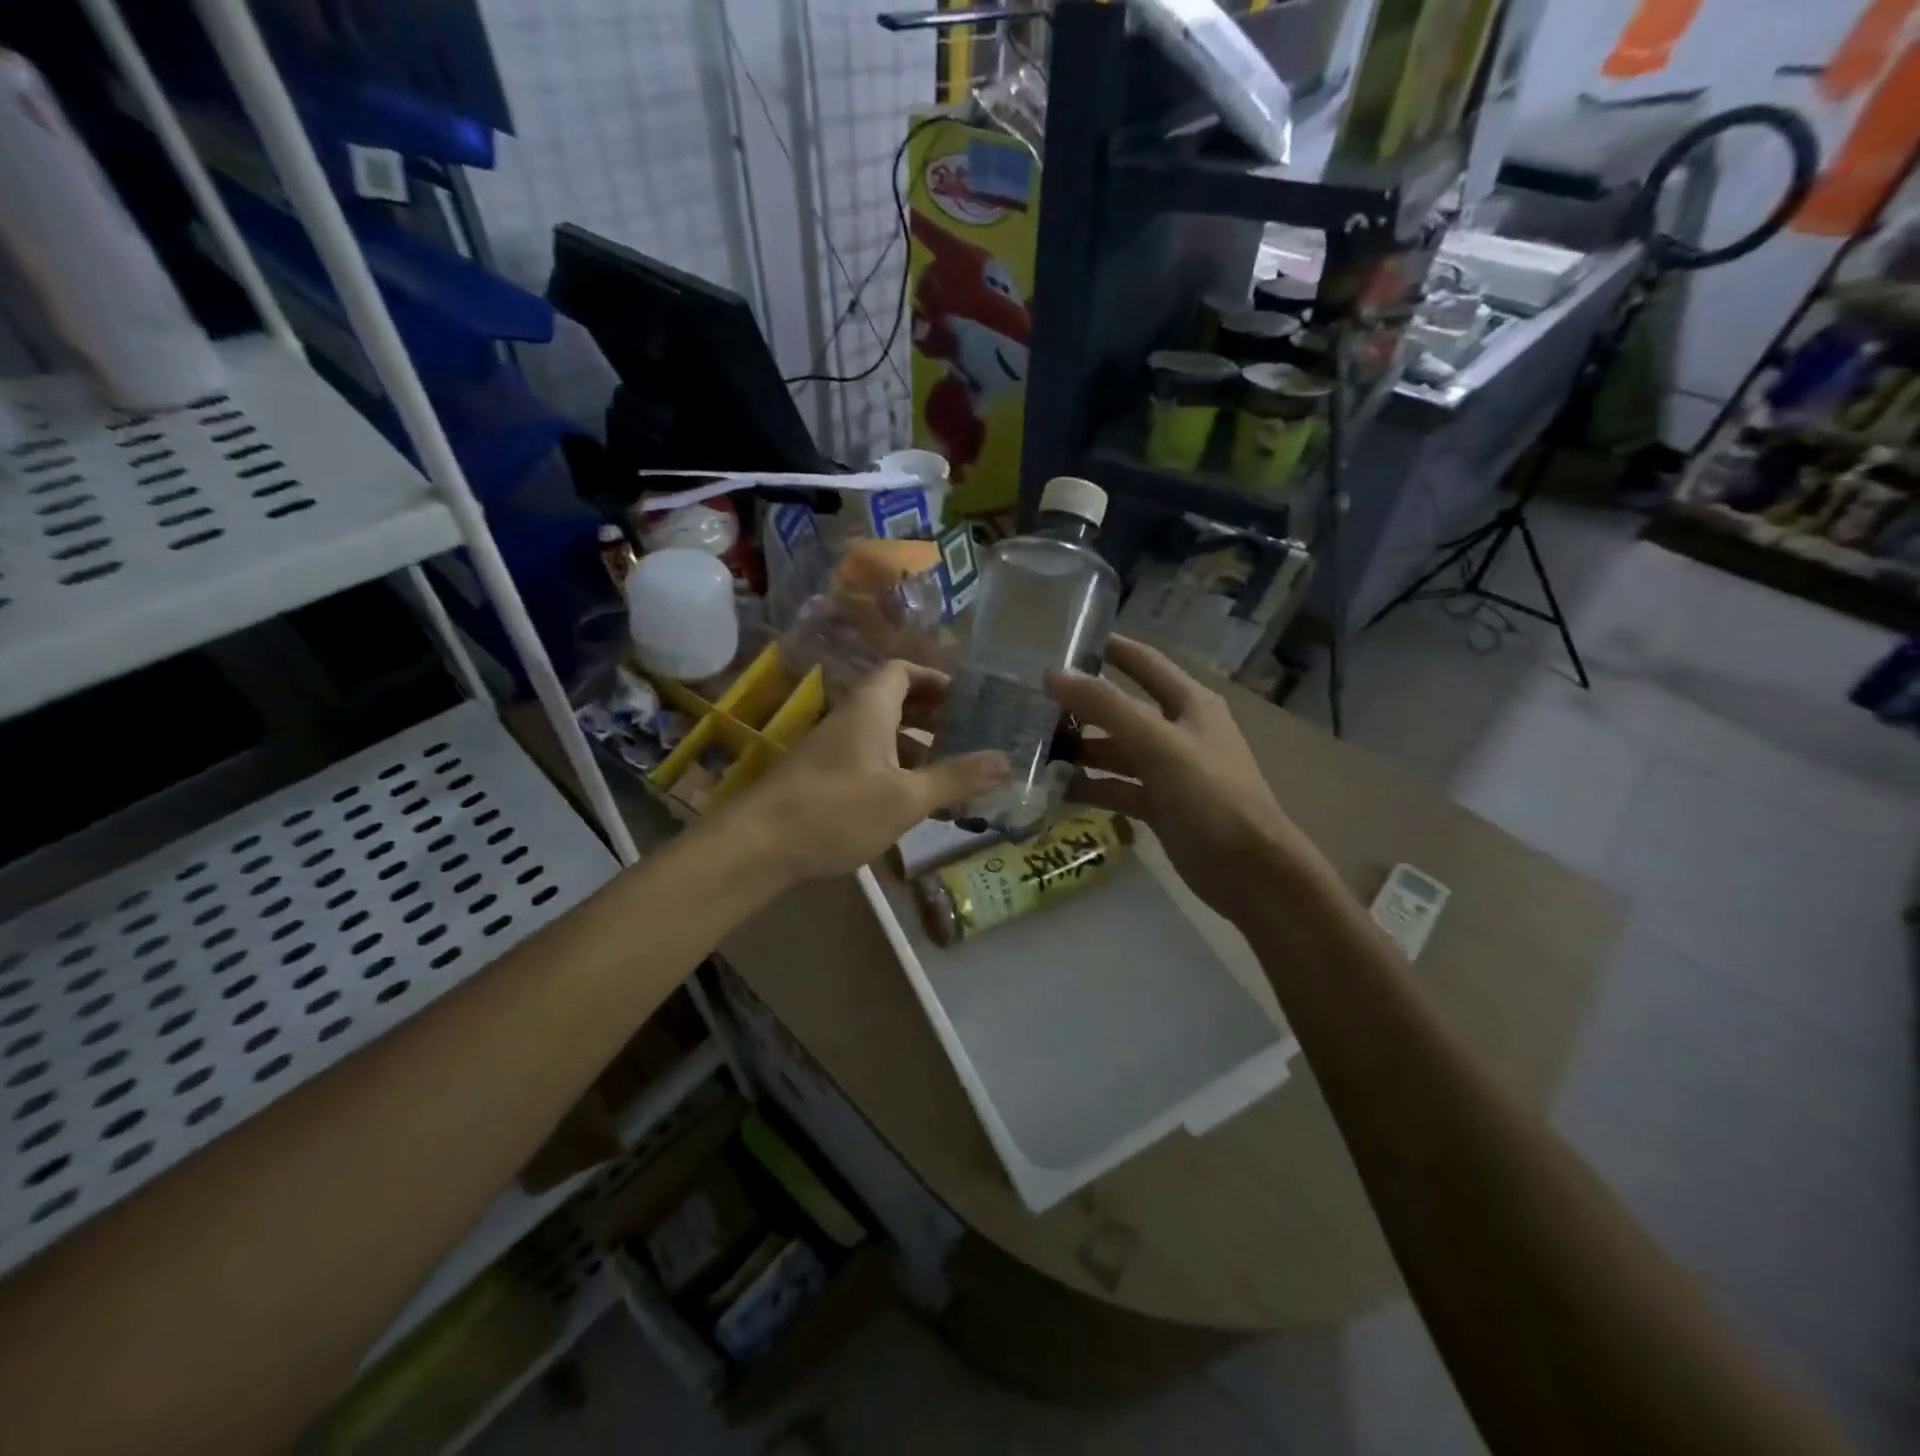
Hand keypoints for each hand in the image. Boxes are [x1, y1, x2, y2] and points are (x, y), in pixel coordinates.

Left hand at [723, 660, 1007, 883]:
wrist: (757, 845)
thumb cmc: (837, 810)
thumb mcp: (906, 798)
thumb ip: (956, 778)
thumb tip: (1005, 760)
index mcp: (870, 709)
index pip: (902, 670)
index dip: (935, 678)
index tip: (966, 699)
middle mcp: (849, 720)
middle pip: (895, 702)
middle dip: (933, 717)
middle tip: (968, 736)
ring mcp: (831, 750)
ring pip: (882, 737)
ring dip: (916, 750)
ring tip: (952, 777)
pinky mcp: (821, 779)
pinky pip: (867, 762)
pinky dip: (894, 773)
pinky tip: (913, 806)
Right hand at [1047, 637, 1323, 923]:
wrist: (1249, 870)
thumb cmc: (1210, 795)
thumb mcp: (1158, 743)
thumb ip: (1107, 707)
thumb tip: (1053, 675)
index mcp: (1189, 703)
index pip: (1143, 663)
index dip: (1108, 648)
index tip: (1063, 640)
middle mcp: (1178, 730)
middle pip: (1121, 709)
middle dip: (1081, 705)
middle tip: (1030, 703)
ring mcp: (1168, 770)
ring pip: (1115, 750)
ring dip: (1080, 749)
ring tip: (1033, 749)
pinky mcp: (1159, 805)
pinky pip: (1116, 788)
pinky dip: (1089, 787)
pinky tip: (1054, 790)